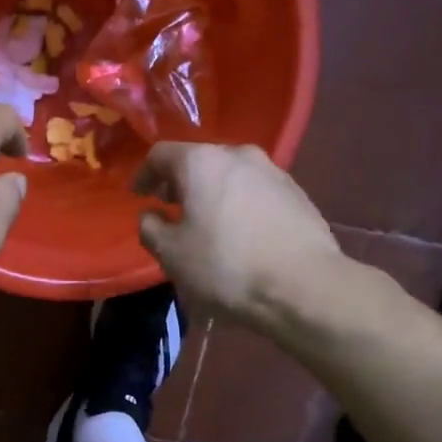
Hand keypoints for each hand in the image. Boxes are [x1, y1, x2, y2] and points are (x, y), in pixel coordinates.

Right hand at [133, 143, 342, 328]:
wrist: (304, 287)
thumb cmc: (226, 267)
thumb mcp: (171, 254)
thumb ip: (150, 228)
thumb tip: (151, 215)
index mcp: (202, 162)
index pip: (161, 154)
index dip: (144, 174)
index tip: (138, 196)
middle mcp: (238, 155)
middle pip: (199, 160)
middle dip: (179, 183)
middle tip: (169, 208)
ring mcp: (273, 172)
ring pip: (230, 175)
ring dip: (211, 193)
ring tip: (205, 223)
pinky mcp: (297, 193)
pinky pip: (255, 191)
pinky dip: (238, 204)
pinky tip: (240, 233)